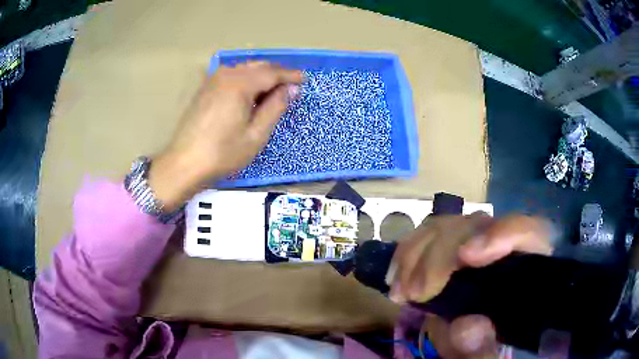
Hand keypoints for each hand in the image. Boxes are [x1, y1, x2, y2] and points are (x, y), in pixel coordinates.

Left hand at [148, 62, 303, 210]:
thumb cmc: (223, 153)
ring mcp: (213, 80)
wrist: (184, 163)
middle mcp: (226, 75)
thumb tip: (291, 88)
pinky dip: (246, 80)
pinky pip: (232, 76)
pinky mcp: (205, 88)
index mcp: (240, 84)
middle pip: (257, 66)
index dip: (290, 76)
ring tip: (272, 91)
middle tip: (291, 86)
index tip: (304, 80)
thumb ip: (275, 107)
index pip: (272, 73)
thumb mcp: (256, 135)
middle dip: (276, 74)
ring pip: (244, 69)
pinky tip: (249, 93)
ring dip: (261, 76)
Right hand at [387, 213, 552, 357]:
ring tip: (400, 290)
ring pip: (450, 225)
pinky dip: (408, 253)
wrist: (473, 337)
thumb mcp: (486, 355)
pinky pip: (429, 235)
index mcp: (527, 269)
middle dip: (442, 255)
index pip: (529, 232)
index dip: (502, 234)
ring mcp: (477, 245)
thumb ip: (482, 348)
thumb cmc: (486, 347)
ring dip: (418, 253)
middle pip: (478, 226)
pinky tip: (395, 276)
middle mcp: (504, 247)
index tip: (467, 257)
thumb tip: (467, 325)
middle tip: (416, 293)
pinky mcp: (452, 249)